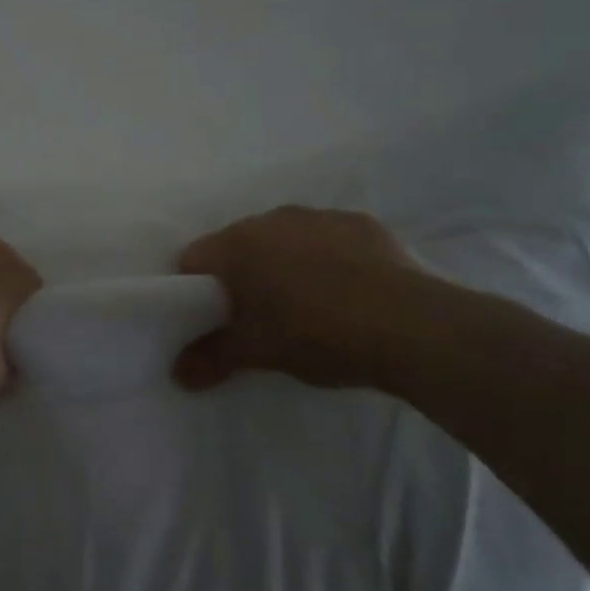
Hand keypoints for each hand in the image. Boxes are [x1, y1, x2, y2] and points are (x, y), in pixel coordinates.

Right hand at [173, 206, 450, 391]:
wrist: (411, 326)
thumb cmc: (316, 334)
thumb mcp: (257, 353)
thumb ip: (211, 359)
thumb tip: (178, 374)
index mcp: (237, 244)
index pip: (193, 259)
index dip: (195, 291)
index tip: (212, 319)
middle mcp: (272, 218)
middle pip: (238, 246)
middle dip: (241, 276)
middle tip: (257, 317)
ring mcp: (319, 216)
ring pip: (284, 239)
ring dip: (284, 264)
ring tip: (306, 305)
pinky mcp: (363, 224)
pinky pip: (327, 240)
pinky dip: (327, 259)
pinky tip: (347, 292)